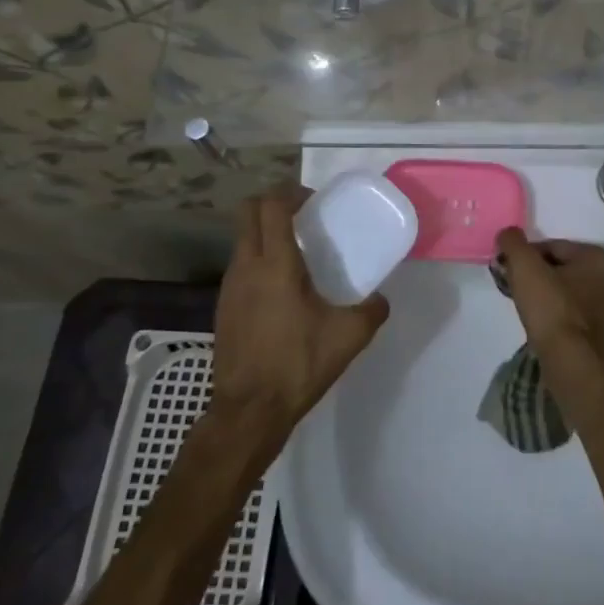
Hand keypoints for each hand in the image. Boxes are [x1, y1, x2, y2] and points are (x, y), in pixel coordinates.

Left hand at [210, 185, 389, 440]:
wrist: (249, 412)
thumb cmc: (297, 364)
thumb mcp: (349, 336)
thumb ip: (372, 310)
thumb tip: (381, 299)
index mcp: (275, 264)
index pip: (270, 205)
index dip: (290, 192)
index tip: (314, 202)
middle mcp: (245, 267)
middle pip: (247, 213)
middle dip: (273, 204)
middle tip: (304, 218)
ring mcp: (228, 288)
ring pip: (241, 240)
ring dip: (265, 234)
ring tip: (296, 254)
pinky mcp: (223, 309)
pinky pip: (239, 267)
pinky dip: (258, 262)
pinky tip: (282, 290)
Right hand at [493, 230, 603, 367]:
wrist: (572, 363)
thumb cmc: (551, 309)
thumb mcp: (525, 267)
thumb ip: (514, 243)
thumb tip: (508, 233)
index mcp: (596, 257)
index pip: (551, 247)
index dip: (525, 257)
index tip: (509, 270)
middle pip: (560, 269)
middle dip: (536, 276)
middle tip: (515, 289)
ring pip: (566, 293)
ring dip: (545, 296)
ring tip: (526, 310)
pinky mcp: (601, 333)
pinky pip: (572, 315)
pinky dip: (556, 316)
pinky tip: (542, 327)